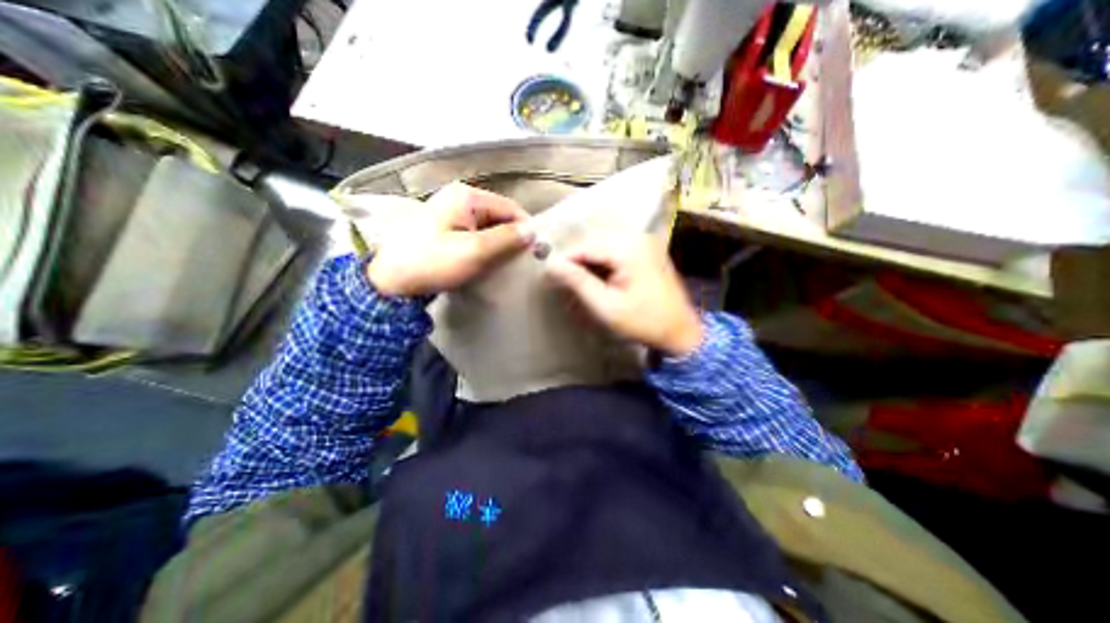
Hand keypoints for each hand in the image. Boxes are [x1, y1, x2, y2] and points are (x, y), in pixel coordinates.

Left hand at [367, 182, 533, 297]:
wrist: (391, 281)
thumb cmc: (433, 262)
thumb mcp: (474, 251)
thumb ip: (507, 239)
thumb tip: (534, 231)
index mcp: (467, 196)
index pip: (510, 208)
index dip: (526, 229)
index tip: (537, 253)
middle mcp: (460, 199)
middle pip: (500, 216)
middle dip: (513, 238)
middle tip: (523, 262)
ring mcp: (452, 213)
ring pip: (489, 227)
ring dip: (500, 245)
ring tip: (509, 264)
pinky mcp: (447, 229)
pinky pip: (477, 234)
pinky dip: (487, 247)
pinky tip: (490, 262)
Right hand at [544, 232, 700, 357]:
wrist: (680, 332)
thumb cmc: (643, 322)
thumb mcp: (606, 305)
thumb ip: (578, 282)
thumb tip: (551, 265)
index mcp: (628, 248)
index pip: (585, 246)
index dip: (565, 260)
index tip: (549, 276)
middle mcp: (637, 238)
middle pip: (595, 244)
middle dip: (577, 262)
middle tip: (561, 281)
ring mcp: (645, 244)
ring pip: (604, 248)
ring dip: (589, 264)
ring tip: (577, 283)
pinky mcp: (647, 252)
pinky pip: (617, 252)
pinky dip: (603, 265)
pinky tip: (597, 280)